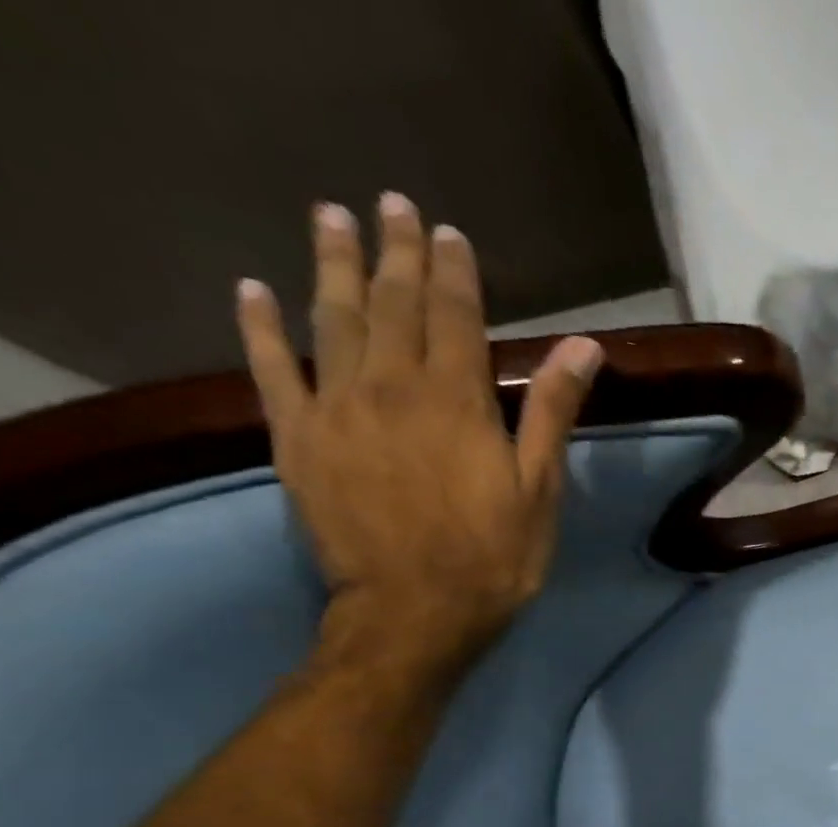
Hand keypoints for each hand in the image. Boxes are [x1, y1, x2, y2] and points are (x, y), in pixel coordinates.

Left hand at [234, 192, 603, 671]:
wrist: (415, 611)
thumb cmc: (495, 557)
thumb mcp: (540, 489)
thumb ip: (551, 412)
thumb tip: (583, 348)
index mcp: (456, 400)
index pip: (453, 315)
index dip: (452, 270)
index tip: (447, 230)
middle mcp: (390, 387)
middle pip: (392, 304)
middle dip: (395, 252)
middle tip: (391, 204)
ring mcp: (336, 408)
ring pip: (332, 319)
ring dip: (332, 265)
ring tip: (332, 220)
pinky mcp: (297, 437)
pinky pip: (270, 368)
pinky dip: (259, 326)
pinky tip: (254, 291)